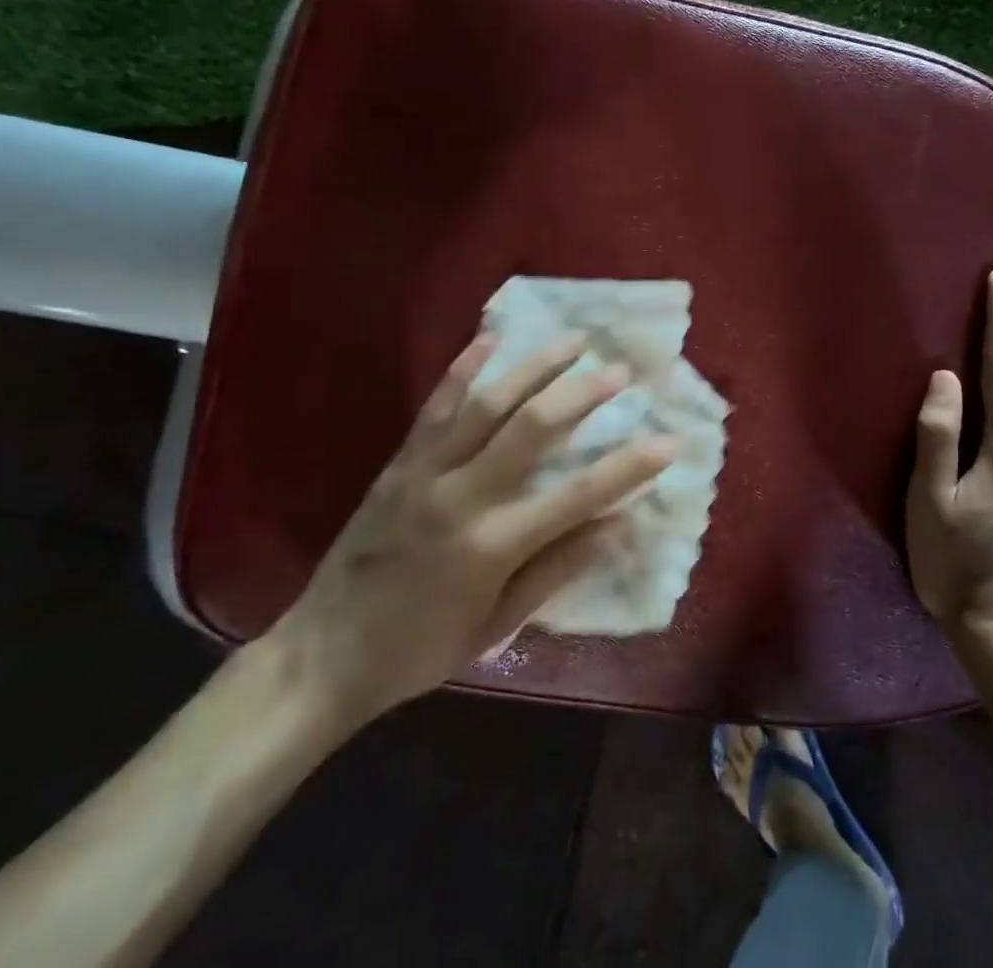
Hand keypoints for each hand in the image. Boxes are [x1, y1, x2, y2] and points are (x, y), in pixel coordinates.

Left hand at [266, 332, 674, 733]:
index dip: (630, 466)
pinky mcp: (400, 462)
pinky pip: (436, 405)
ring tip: (573, 340)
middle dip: (583, 393)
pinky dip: (466, 368)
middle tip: (620, 370)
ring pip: (488, 402)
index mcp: (491, 545)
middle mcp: (461, 496)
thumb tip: (621, 526)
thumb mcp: (497, 625)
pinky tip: (491, 339)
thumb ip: (559, 570)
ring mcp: (425, 471)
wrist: (322, 654)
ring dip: (535, 366)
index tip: (669, 440)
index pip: (578, 496)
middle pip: (533, 427)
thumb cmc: (420, 649)